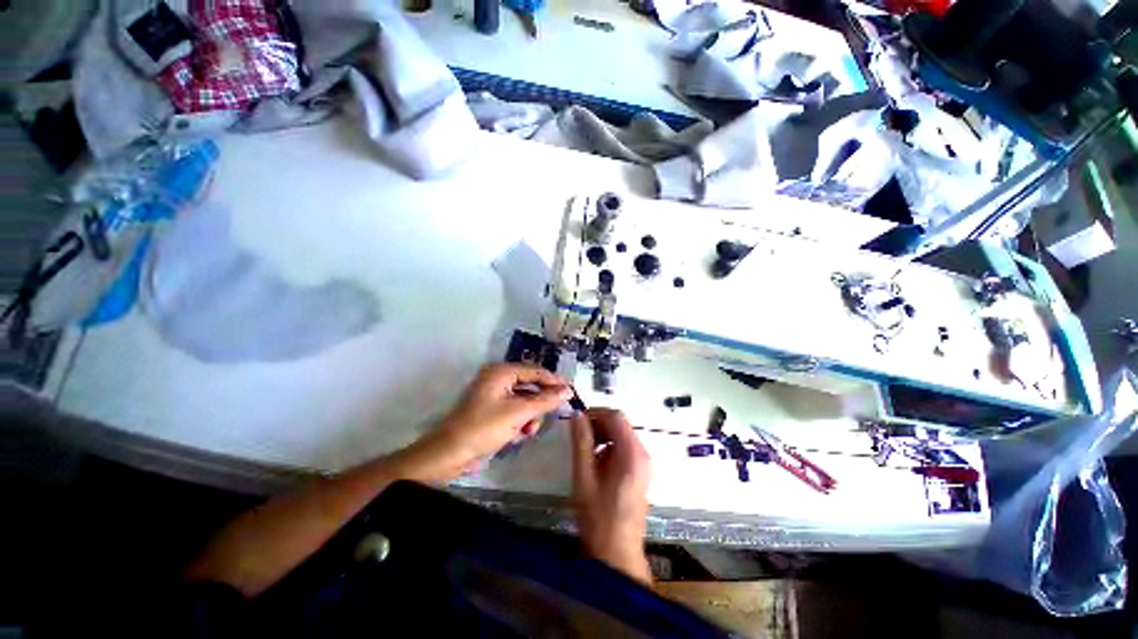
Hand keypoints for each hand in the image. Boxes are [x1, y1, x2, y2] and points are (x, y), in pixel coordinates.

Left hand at [415, 364, 571, 478]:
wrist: (451, 454)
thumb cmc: (485, 427)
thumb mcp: (519, 413)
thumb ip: (546, 400)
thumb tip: (568, 390)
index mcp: (501, 372)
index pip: (535, 371)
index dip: (554, 381)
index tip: (571, 391)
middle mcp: (498, 378)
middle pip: (530, 386)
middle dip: (539, 403)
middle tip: (553, 414)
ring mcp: (494, 394)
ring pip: (524, 400)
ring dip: (529, 415)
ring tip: (528, 430)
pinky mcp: (491, 409)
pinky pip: (514, 409)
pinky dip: (520, 420)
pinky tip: (519, 433)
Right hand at [570, 408, 652, 583]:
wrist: (617, 554)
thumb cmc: (598, 517)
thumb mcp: (584, 476)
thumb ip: (581, 442)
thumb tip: (576, 414)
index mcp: (631, 453)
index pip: (616, 416)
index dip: (596, 413)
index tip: (577, 420)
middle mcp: (642, 453)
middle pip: (620, 424)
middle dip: (598, 423)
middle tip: (578, 435)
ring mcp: (644, 463)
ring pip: (622, 434)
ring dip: (603, 434)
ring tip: (584, 449)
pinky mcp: (640, 472)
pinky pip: (624, 447)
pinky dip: (609, 446)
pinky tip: (596, 461)